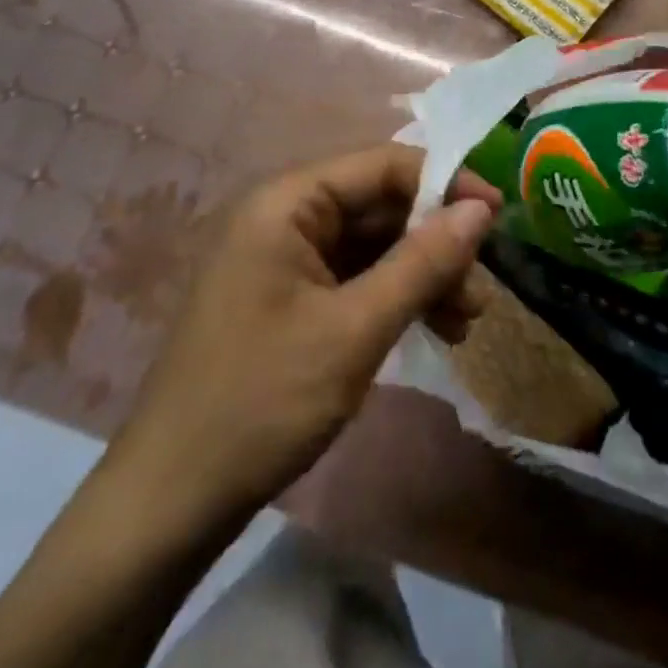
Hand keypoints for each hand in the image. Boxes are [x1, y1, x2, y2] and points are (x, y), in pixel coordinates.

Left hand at [106, 145, 500, 530]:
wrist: (170, 503)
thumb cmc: (262, 402)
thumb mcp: (356, 330)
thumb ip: (423, 262)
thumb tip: (482, 208)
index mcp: (288, 202)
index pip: (383, 165)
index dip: (444, 183)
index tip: (497, 216)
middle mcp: (284, 215)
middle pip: (380, 204)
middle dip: (436, 242)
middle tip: (480, 291)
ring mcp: (284, 258)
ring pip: (374, 243)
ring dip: (422, 274)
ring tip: (465, 321)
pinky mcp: (288, 296)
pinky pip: (355, 276)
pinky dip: (395, 296)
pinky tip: (432, 329)